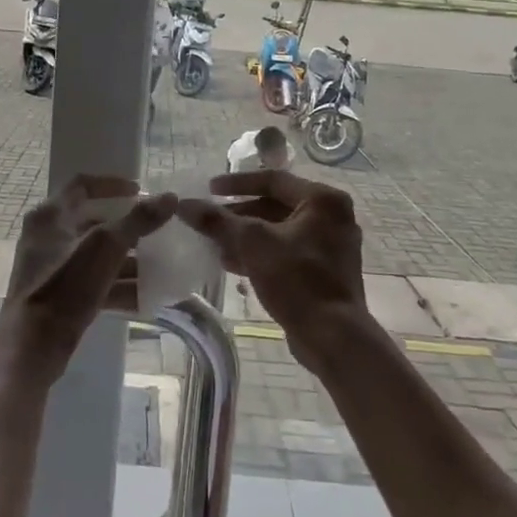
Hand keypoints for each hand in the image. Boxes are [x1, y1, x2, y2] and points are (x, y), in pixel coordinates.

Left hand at [0, 176, 177, 381]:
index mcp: (50, 216)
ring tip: (159, 264)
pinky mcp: (58, 295)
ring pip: (95, 254)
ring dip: (127, 258)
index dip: (112, 184)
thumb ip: (138, 221)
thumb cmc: (64, 288)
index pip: (82, 184)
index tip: (140, 190)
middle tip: (154, 228)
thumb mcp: (105, 248)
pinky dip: (117, 285)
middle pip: (92, 221)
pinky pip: (93, 281)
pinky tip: (147, 296)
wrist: (31, 349)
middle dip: (126, 226)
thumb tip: (170, 197)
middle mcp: (47, 236)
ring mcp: (51, 267)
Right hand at [178, 171, 365, 368]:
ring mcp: (331, 245)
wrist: (333, 336)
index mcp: (323, 201)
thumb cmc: (297, 279)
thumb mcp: (252, 244)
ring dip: (246, 235)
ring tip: (215, 243)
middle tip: (210, 219)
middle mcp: (332, 217)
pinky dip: (261, 253)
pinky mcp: (325, 270)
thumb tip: (183, 205)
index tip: (209, 189)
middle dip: (239, 214)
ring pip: (279, 230)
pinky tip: (232, 264)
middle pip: (276, 205)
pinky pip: (287, 251)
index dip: (237, 183)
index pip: (273, 179)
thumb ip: (217, 221)